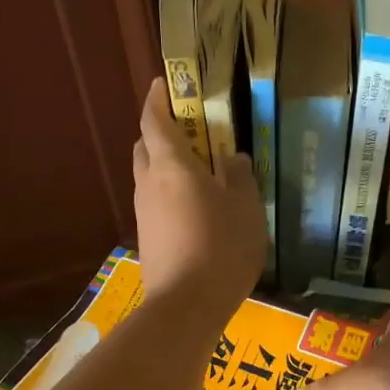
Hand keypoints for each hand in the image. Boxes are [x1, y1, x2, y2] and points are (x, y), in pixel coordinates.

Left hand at [132, 78, 265, 321]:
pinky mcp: (148, 239)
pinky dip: (169, 196)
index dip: (158, 98)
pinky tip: (195, 213)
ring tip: (199, 176)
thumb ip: (240, 177)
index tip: (165, 83)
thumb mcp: (246, 208)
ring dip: (166, 167)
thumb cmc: (221, 248)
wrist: (186, 306)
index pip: (154, 119)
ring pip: (149, 177)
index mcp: (171, 166)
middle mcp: (149, 183)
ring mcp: (144, 214)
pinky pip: (156, 205)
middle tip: (191, 134)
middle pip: (146, 146)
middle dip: (162, 133)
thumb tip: (233, 158)